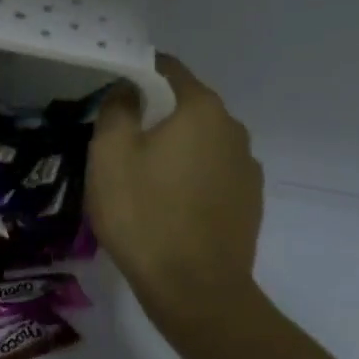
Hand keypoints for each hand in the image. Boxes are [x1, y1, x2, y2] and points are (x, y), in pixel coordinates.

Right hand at [86, 54, 264, 315]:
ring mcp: (246, 167)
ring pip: (201, 143)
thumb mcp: (109, 155)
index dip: (138, 73)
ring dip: (174, 150)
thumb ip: (117, 109)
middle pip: (186, 107)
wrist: (195, 289)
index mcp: (201, 109)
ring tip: (142, 180)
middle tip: (119, 143)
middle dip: (155, 116)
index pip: (168, 69)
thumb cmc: (144, 213)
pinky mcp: (249, 201)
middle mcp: (233, 129)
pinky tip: (168, 206)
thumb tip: (129, 90)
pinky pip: (212, 174)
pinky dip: (190, 178)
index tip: (113, 92)